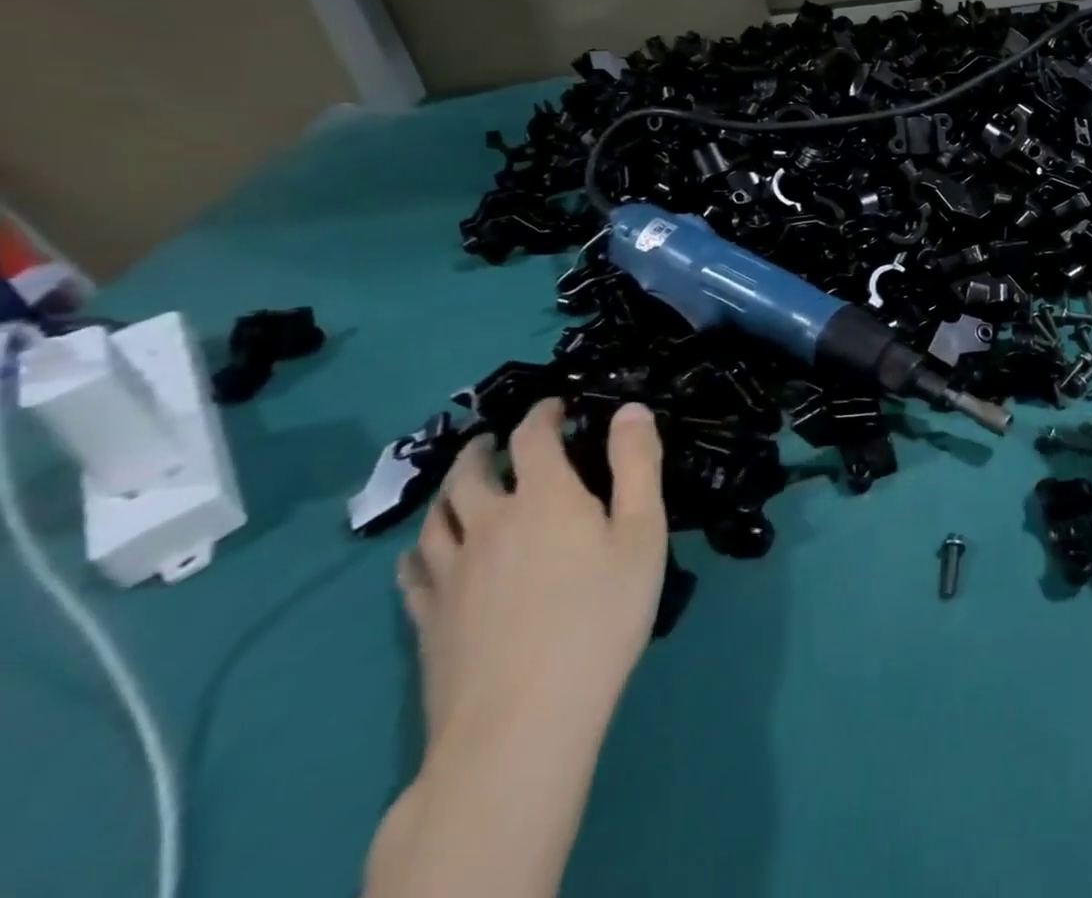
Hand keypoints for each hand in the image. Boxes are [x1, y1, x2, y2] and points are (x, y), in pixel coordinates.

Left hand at [398, 399, 668, 747]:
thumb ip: (637, 464)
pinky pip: (412, 570)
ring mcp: (450, 573)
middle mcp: (488, 523)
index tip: (556, 407)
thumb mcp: (642, 534)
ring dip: (450, 490)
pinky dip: (419, 548)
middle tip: (497, 442)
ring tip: (462, 486)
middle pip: (471, 471)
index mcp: (543, 497)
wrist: (522, 723)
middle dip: (486, 447)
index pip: (533, 435)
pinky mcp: (427, 620)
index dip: (543, 413)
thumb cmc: (600, 618)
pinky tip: (424, 554)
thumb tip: (628, 408)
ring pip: (436, 516)